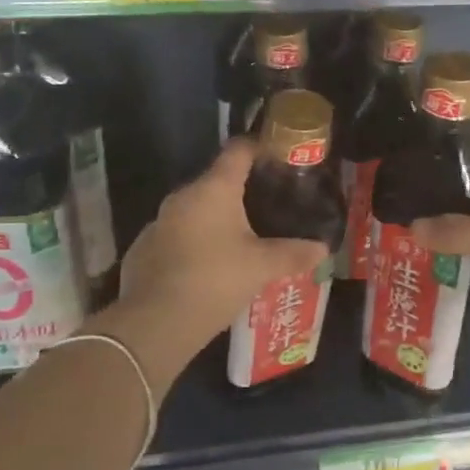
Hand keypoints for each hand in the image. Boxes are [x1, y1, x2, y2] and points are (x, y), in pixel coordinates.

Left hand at [113, 140, 328, 363]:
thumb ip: (293, 254)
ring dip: (218, 219)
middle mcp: (183, 196)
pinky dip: (197, 241)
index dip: (259, 148)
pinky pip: (179, 234)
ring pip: (196, 210)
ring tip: (244, 238)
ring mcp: (160, 221)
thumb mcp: (261, 268)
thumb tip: (323, 249)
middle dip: (242, 190)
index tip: (278, 155)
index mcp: (214, 189)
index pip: (238, 150)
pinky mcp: (145, 247)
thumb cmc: (214, 280)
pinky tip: (211, 265)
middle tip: (270, 205)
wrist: (154, 322)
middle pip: (217, 180)